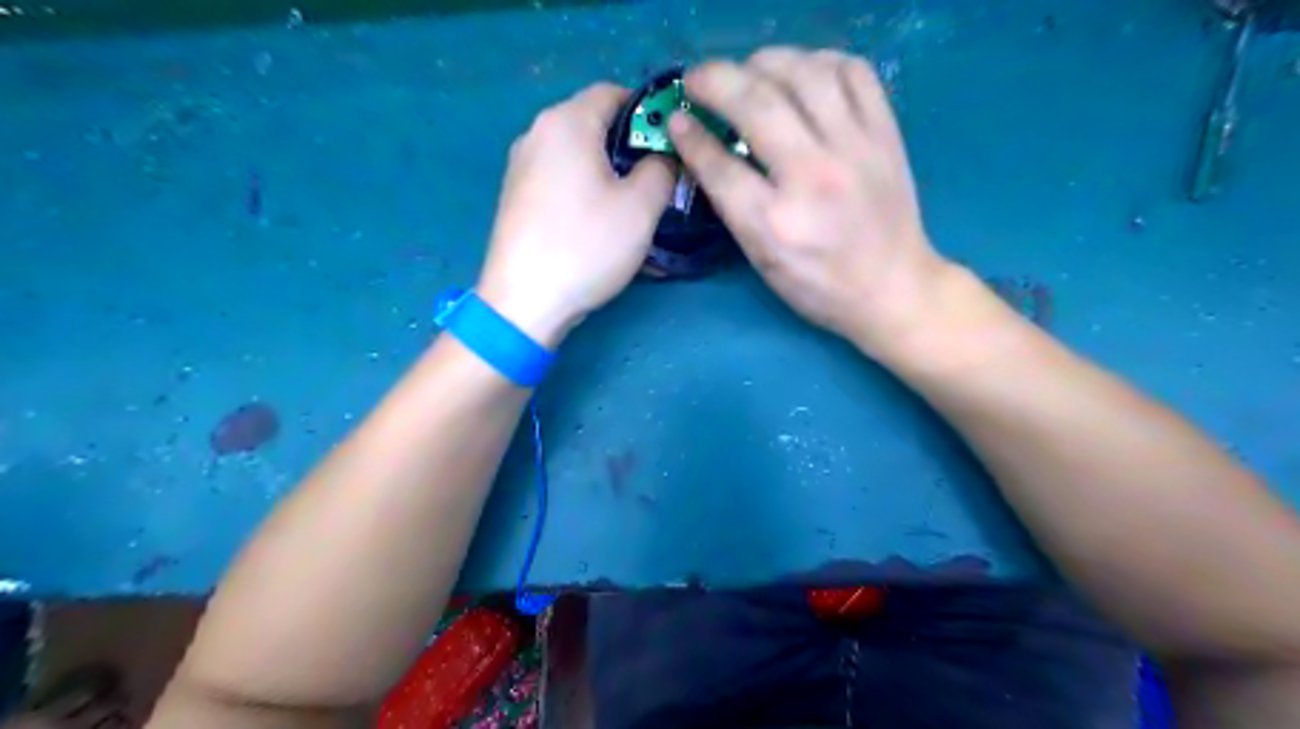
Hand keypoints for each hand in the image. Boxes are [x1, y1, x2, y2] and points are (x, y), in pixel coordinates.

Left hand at [480, 79, 679, 346]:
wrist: (524, 301)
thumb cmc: (586, 246)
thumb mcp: (641, 207)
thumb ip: (663, 169)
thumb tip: (664, 158)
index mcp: (566, 122)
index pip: (614, 92)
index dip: (649, 112)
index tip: (672, 146)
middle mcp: (538, 133)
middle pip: (594, 125)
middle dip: (632, 149)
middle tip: (660, 182)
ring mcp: (522, 167)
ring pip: (579, 158)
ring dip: (612, 176)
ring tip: (635, 210)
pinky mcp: (517, 198)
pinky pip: (562, 182)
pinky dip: (588, 194)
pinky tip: (604, 228)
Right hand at [670, 49, 952, 350]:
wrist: (893, 287)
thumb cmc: (818, 285)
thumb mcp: (762, 260)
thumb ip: (732, 205)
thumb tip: (702, 151)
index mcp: (775, 223)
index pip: (720, 165)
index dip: (690, 137)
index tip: (677, 119)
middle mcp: (813, 177)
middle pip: (756, 104)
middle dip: (715, 80)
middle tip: (697, 79)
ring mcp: (854, 149)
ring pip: (805, 73)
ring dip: (765, 61)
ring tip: (748, 71)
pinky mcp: (885, 134)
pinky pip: (853, 71)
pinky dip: (820, 60)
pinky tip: (802, 72)